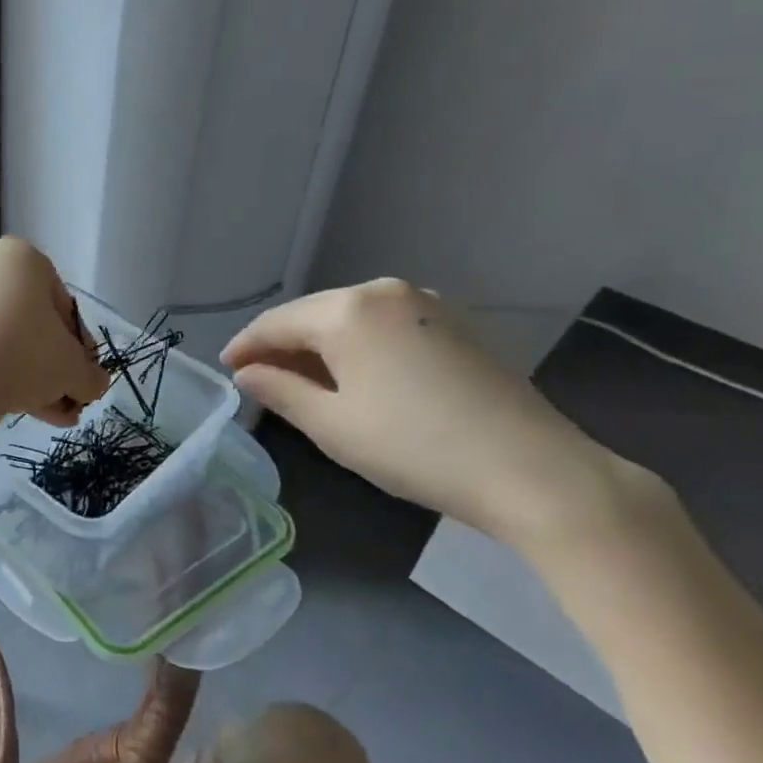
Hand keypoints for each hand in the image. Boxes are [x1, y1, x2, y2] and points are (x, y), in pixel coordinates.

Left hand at [0, 238, 110, 425]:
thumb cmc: (24, 356)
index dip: (79, 347)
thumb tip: (95, 383)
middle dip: (52, 366)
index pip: (64, 307)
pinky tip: (17, 407)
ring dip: (29, 377)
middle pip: (32, 324)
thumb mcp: (73, 369)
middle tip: (67, 399)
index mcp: (21, 256)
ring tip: (48, 415)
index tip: (82, 376)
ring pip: (4, 339)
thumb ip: (91, 375)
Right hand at [222, 279, 653, 548]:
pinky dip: (359, 345)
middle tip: (259, 378)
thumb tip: (246, 374)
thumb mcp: (333, 426)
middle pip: (314, 315)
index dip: (246, 346)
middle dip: (283, 345)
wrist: (535, 471)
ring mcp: (427, 304)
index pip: (277, 323)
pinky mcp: (456, 324)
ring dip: (321, 345)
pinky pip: (386, 325)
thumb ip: (280, 391)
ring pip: (351, 318)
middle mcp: (385, 292)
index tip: (226, 369)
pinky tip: (355, 374)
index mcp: (348, 310)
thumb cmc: (416, 447)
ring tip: (302, 380)